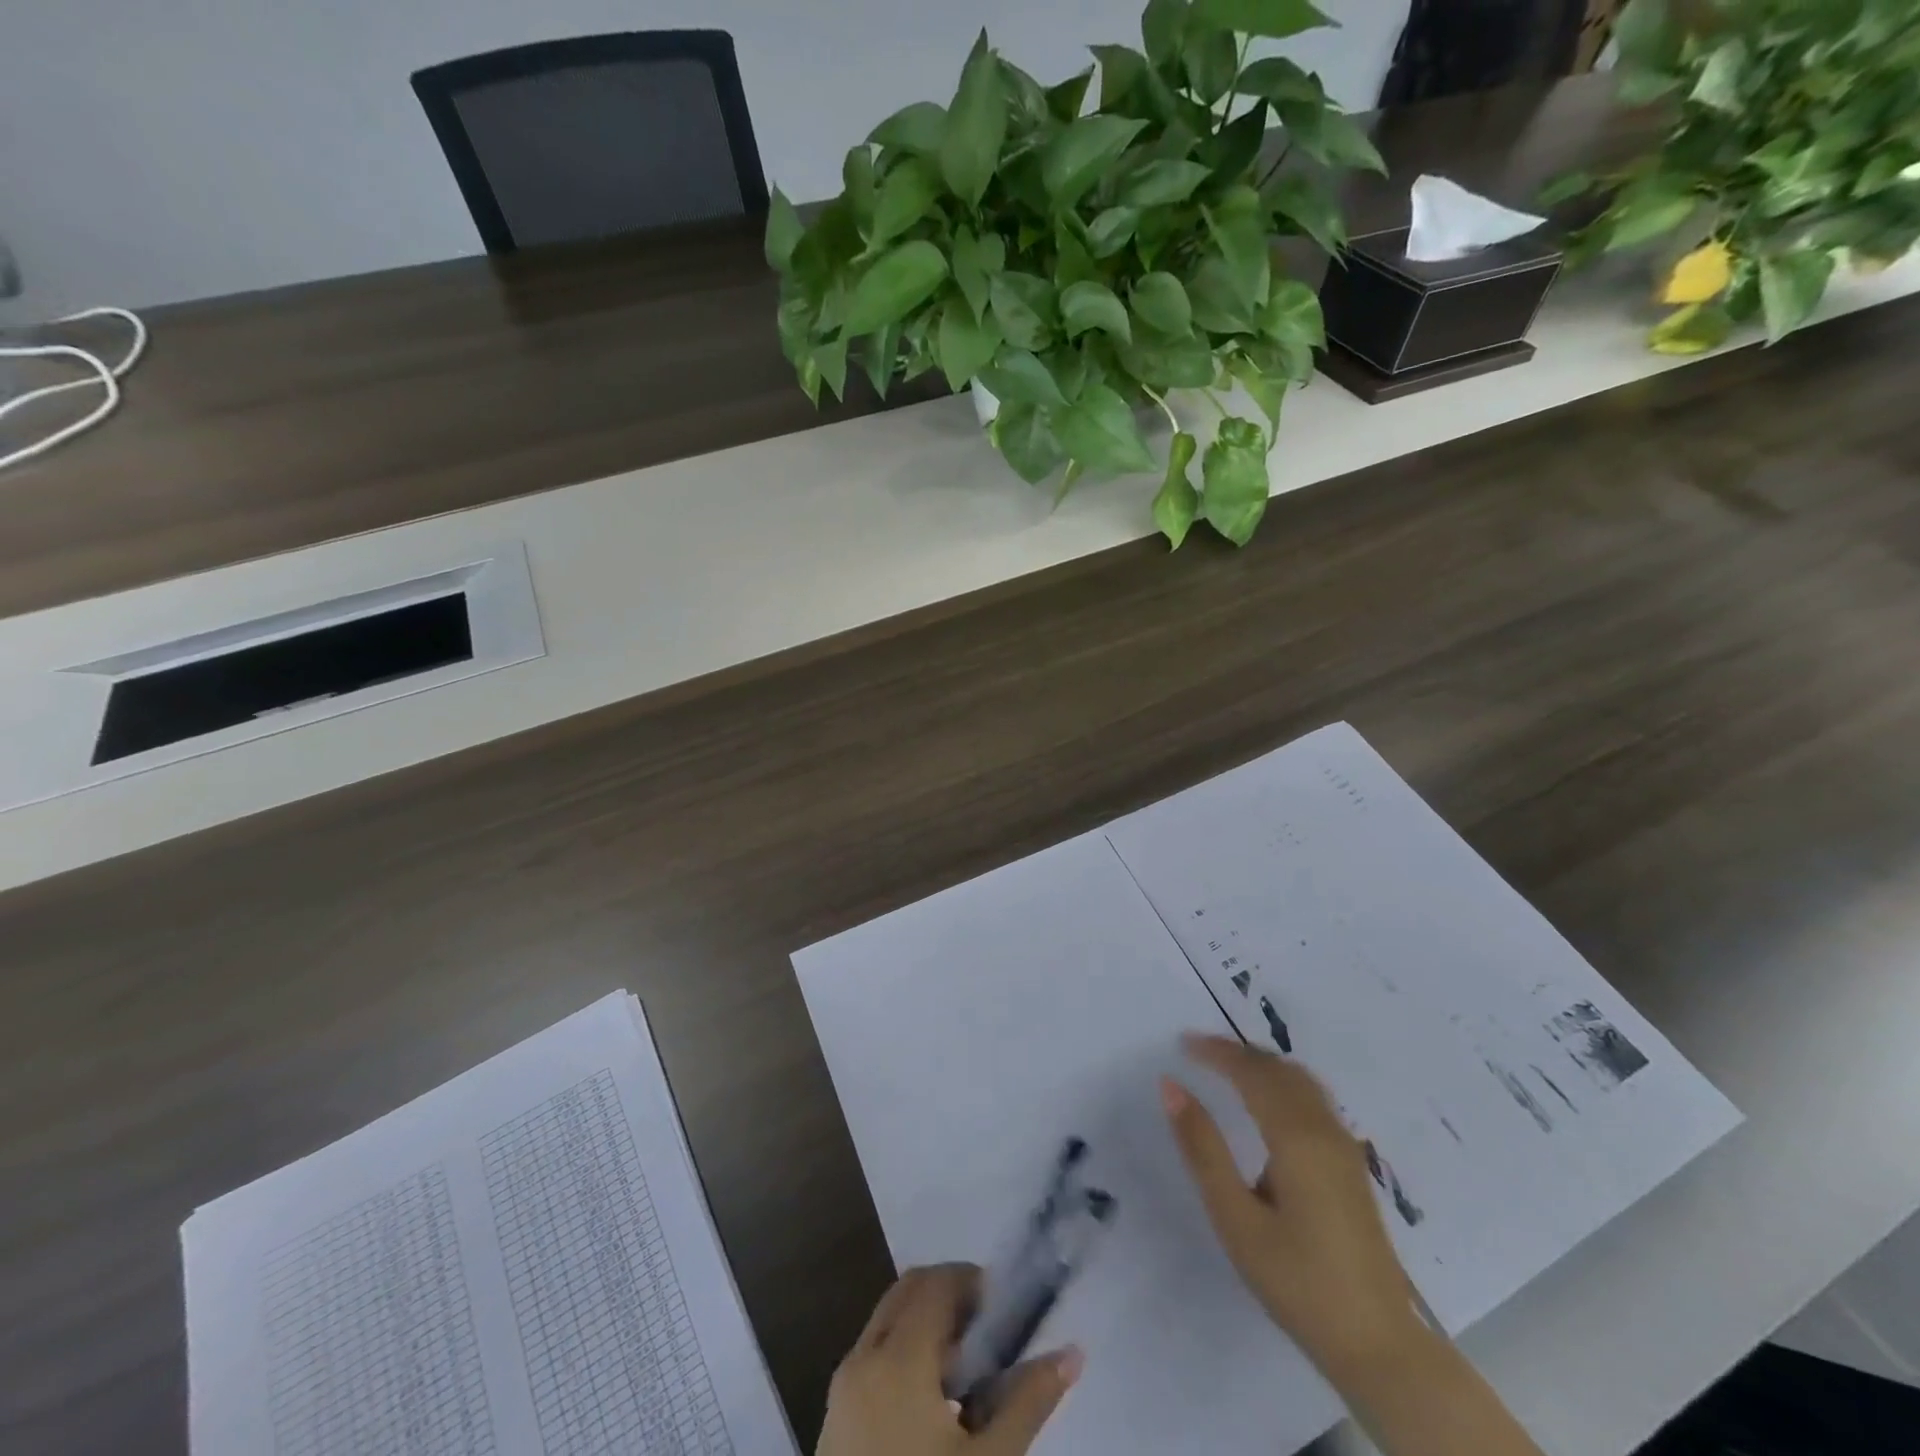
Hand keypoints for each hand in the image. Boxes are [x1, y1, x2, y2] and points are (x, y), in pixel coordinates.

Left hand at [816, 1263, 1082, 1455]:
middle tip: (989, 1332)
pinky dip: (904, 1356)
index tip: (1004, 1306)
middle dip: (949, 1297)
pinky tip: (935, 1405)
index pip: (936, 1282)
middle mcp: (862, 1357)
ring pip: (887, 1323)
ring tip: (968, 1373)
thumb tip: (1072, 1353)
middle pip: (908, 1292)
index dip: (972, 1280)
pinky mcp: (833, 1420)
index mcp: (897, 1357)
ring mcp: (841, 1388)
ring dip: (926, 1326)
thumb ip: (1029, 1401)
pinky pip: (872, 1358)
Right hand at [1162, 1034, 1422, 1376]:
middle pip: (1280, 1070)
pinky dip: (1282, 1083)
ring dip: (1263, 1065)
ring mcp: (1344, 1148)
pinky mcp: (1351, 1167)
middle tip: (1199, 1049)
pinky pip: (1313, 1100)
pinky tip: (1267, 1104)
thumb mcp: (1235, 1219)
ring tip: (1227, 1067)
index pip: (1252, 1072)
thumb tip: (1171, 1086)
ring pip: (1302, 1082)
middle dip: (1238, 1053)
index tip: (1182, 1042)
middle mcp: (1325, 1130)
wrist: (1379, 1345)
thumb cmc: (1297, 1281)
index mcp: (1297, 1137)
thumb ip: (1203, 1148)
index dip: (1217, 1052)